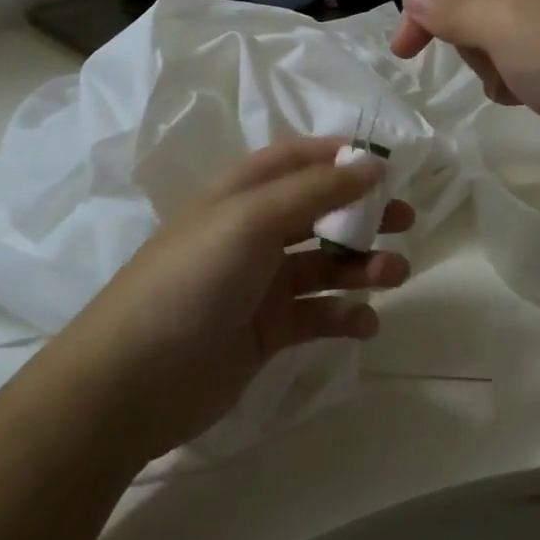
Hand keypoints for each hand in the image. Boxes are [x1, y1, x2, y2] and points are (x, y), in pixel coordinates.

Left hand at [63, 137, 412, 462]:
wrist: (132, 381)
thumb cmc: (193, 278)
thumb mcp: (253, 219)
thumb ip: (316, 191)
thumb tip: (372, 163)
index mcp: (242, 193)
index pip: (297, 159)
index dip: (340, 157)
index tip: (386, 165)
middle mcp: (253, 231)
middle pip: (319, 210)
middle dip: (363, 212)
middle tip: (406, 220)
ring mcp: (260, 283)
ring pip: (325, 264)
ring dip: (362, 265)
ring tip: (395, 274)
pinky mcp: (267, 331)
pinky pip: (317, 315)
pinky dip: (345, 315)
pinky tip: (365, 322)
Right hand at [392, 0, 539, 195]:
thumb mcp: (505, 24)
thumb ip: (450, 10)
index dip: (427, 4)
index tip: (402, 51)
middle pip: (479, 3)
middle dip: (471, 38)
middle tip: (489, 61)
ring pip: (497, 39)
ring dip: (492, 64)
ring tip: (515, 83)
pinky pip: (521, 66)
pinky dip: (514, 82)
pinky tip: (526, 99)